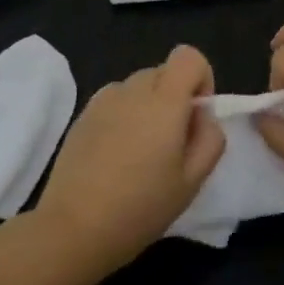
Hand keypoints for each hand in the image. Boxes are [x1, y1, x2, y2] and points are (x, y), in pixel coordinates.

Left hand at [35, 45, 226, 274]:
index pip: (188, 56)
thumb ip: (210, 139)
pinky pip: (115, 102)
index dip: (201, 79)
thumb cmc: (141, 207)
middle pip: (163, 71)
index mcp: (164, 101)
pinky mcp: (82, 115)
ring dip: (148, 107)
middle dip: (175, 97)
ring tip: (140, 153)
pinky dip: (124, 117)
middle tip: (171, 144)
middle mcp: (131, 90)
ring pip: (138, 87)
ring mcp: (102, 100)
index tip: (196, 116)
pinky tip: (115, 156)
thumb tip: (202, 115)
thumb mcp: (193, 181)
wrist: (73, 228)